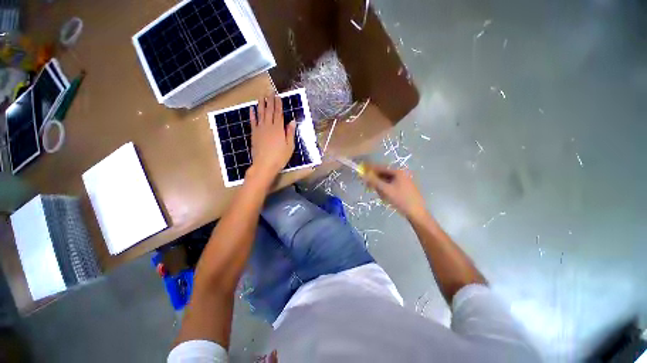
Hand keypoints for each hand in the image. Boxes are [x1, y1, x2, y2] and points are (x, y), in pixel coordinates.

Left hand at [248, 93, 295, 181]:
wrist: (264, 165)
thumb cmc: (280, 157)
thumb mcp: (290, 147)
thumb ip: (290, 133)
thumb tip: (292, 121)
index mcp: (278, 129)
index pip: (279, 114)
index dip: (278, 105)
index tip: (278, 96)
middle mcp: (268, 126)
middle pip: (269, 111)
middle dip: (270, 101)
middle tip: (269, 92)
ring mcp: (260, 129)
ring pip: (260, 114)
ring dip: (261, 104)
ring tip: (261, 96)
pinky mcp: (254, 134)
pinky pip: (253, 121)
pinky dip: (252, 114)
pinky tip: (252, 109)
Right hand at [363, 164, 427, 219]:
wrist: (416, 213)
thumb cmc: (400, 200)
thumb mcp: (385, 190)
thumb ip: (373, 181)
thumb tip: (364, 175)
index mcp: (398, 172)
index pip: (381, 168)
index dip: (370, 170)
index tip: (362, 173)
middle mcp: (401, 174)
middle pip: (383, 174)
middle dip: (376, 181)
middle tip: (369, 187)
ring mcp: (403, 181)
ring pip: (386, 181)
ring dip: (381, 187)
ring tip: (381, 196)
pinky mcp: (404, 188)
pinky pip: (391, 186)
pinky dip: (386, 190)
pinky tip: (386, 197)